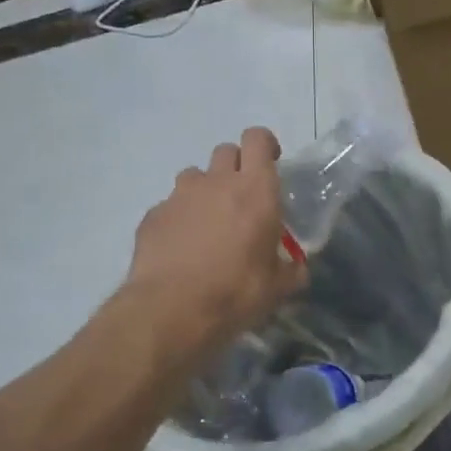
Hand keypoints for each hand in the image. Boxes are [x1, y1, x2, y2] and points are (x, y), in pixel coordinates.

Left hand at [125, 127, 307, 366]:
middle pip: (226, 151)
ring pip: (195, 175)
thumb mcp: (277, 287)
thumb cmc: (236, 292)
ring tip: (208, 224)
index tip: (270, 163)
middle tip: (241, 198)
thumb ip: (291, 270)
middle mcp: (216, 182)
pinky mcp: (153, 216)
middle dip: (236, 167)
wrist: (171, 311)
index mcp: (255, 190)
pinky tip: (181, 248)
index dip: (264, 145)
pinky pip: (170, 206)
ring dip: (205, 190)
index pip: (258, 139)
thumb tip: (298, 269)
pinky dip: (178, 219)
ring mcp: (179, 196)